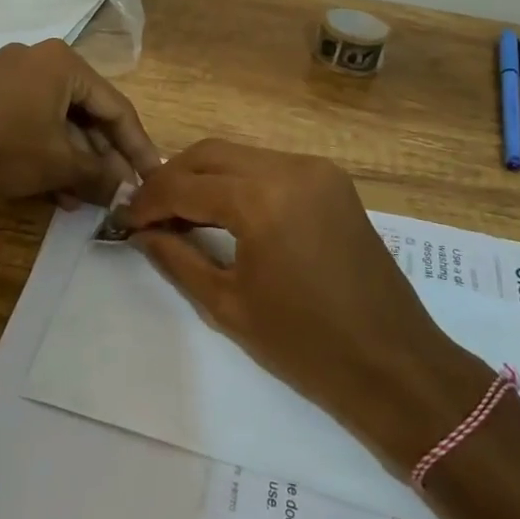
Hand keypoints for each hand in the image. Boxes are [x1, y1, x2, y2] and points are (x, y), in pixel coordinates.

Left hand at [0, 39, 161, 206]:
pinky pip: (31, 121)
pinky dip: (46, 152)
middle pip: (86, 112)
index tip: (153, 176)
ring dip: (75, 160)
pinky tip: (55, 189)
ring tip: (86, 198)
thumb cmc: (4, 147)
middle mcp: (38, 60)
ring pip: (57, 121)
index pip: (116, 107)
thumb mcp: (59, 164)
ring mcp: (9, 76)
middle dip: (102, 157)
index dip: (137, 146)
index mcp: (63, 63)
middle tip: (118, 191)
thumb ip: (101, 174)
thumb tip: (128, 190)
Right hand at [124, 139, 491, 471]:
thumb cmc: (304, 345)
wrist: (393, 364)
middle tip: (149, 213)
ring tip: (181, 214)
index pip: (185, 185)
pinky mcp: (332, 181)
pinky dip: (239, 181)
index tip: (125, 220)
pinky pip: (270, 166)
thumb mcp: (227, 304)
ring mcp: (316, 170)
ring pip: (240, 155)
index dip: (149, 202)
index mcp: (261, 198)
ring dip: (204, 177)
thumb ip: (177, 258)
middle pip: (210, 154)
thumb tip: (141, 232)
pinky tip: (224, 211)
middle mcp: (290, 167)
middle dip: (172, 179)